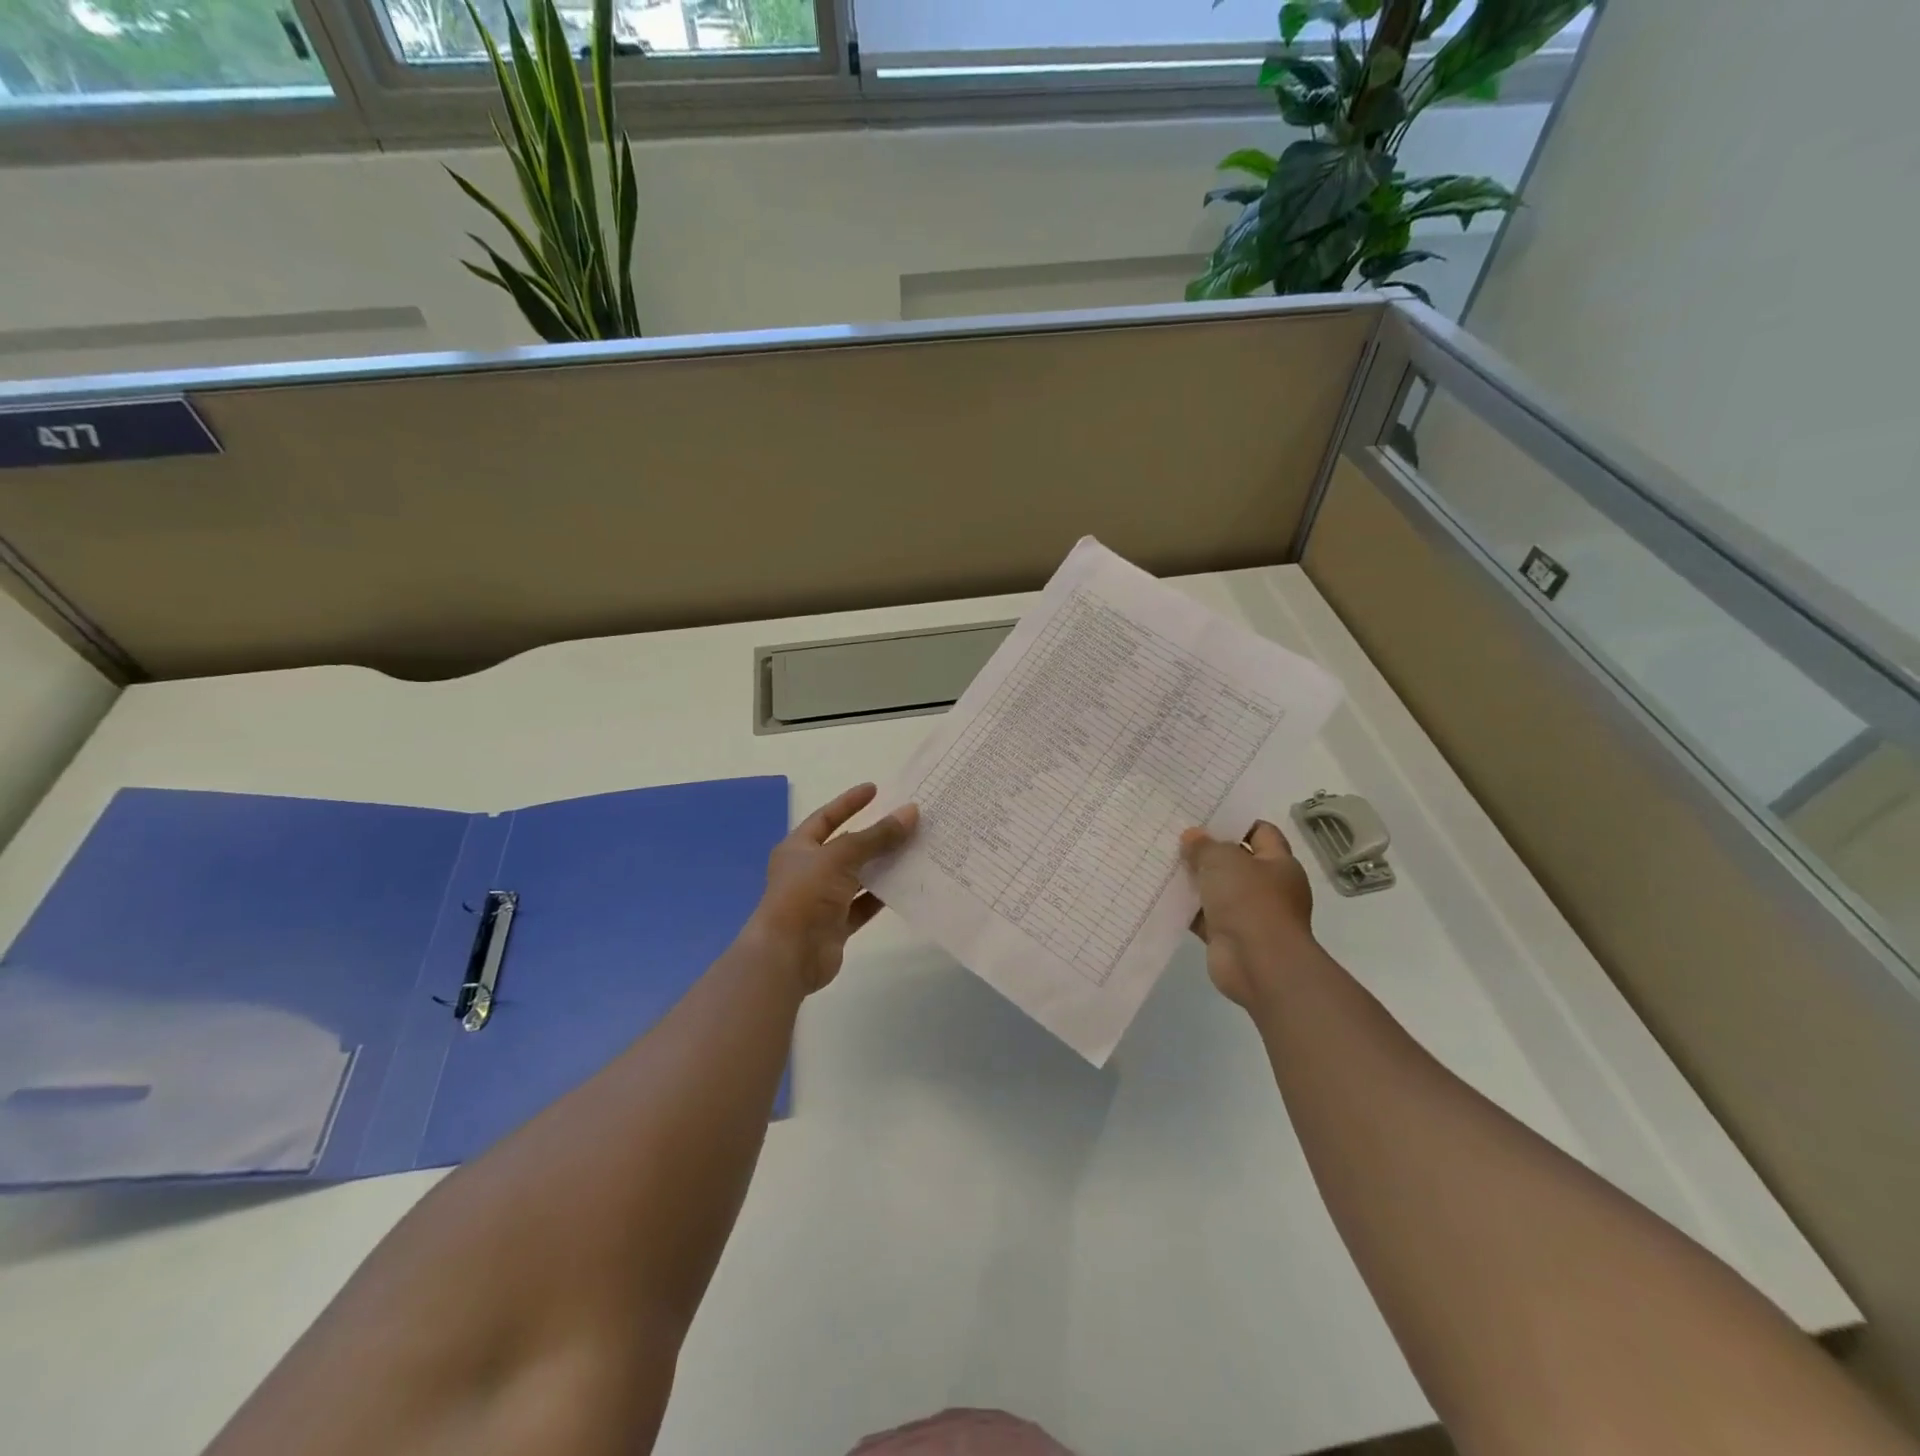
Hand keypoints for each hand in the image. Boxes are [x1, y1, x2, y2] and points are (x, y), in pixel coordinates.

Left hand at [746, 783, 918, 995]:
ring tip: (915, 849)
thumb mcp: (840, 857)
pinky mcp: (837, 924)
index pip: (826, 818)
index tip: (875, 789)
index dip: (849, 803)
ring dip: (883, 865)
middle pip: (847, 847)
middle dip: (874, 835)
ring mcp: (823, 899)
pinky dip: (883, 896)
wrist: (788, 955)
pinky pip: (864, 904)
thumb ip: (876, 836)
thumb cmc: (805, 895)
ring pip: (859, 877)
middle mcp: (810, 871)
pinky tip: (908, 884)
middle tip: (906, 821)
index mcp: (799, 848)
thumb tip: (910, 812)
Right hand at [1180, 820, 1317, 1009]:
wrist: (1259, 964)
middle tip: (1176, 836)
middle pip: (1236, 861)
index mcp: (1278, 864)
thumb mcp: (1224, 861)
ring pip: (1217, 889)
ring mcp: (1248, 914)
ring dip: (1194, 880)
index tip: (1205, 815)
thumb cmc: (1250, 902)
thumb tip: (1192, 837)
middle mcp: (1267, 887)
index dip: (1235, 822)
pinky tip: (1162, 894)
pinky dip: (1187, 908)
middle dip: (1208, 851)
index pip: (1261, 832)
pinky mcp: (1228, 936)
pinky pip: (1204, 916)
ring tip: (1163, 861)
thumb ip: (1206, 846)